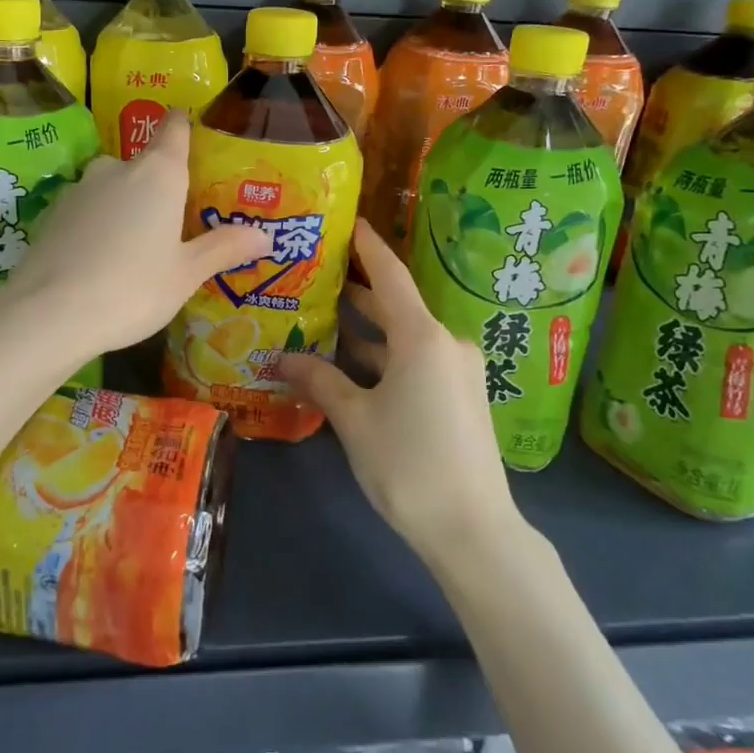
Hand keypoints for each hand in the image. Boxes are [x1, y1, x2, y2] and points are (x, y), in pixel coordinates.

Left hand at [0, 114, 270, 361]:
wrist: (49, 313)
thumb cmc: (133, 287)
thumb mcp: (186, 274)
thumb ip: (224, 248)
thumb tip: (266, 235)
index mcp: (158, 173)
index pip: (175, 128)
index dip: (185, 126)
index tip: (196, 138)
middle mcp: (117, 168)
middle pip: (145, 164)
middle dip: (159, 186)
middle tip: (176, 222)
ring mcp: (79, 188)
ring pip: (112, 188)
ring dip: (126, 207)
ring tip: (137, 248)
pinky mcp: (52, 213)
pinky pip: (86, 210)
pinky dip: (97, 225)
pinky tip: (100, 260)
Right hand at [280, 223, 515, 566]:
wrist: (474, 530)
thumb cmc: (409, 464)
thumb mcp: (354, 419)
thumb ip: (318, 381)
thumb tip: (279, 357)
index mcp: (423, 338)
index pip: (390, 276)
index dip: (368, 247)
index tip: (347, 222)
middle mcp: (446, 344)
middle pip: (395, 306)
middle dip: (356, 292)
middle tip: (314, 275)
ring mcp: (457, 372)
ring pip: (404, 339)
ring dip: (366, 332)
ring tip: (320, 318)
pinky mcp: (460, 397)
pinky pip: (416, 362)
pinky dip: (384, 358)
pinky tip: (349, 366)